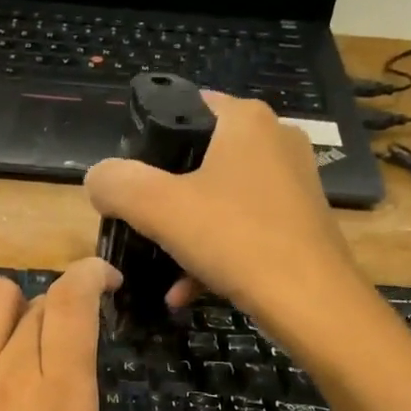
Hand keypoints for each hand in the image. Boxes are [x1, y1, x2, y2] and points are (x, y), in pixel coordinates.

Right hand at [83, 92, 366, 335]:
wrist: (312, 303)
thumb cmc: (235, 240)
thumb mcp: (159, 208)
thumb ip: (117, 184)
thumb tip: (97, 179)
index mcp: (245, 120)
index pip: (184, 107)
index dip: (147, 141)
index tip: (127, 180)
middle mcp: (275, 141)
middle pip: (198, 159)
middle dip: (163, 197)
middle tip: (139, 224)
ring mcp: (292, 183)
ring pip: (219, 200)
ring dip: (184, 234)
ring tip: (159, 270)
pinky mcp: (298, 223)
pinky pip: (242, 229)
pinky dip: (212, 255)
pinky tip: (186, 291)